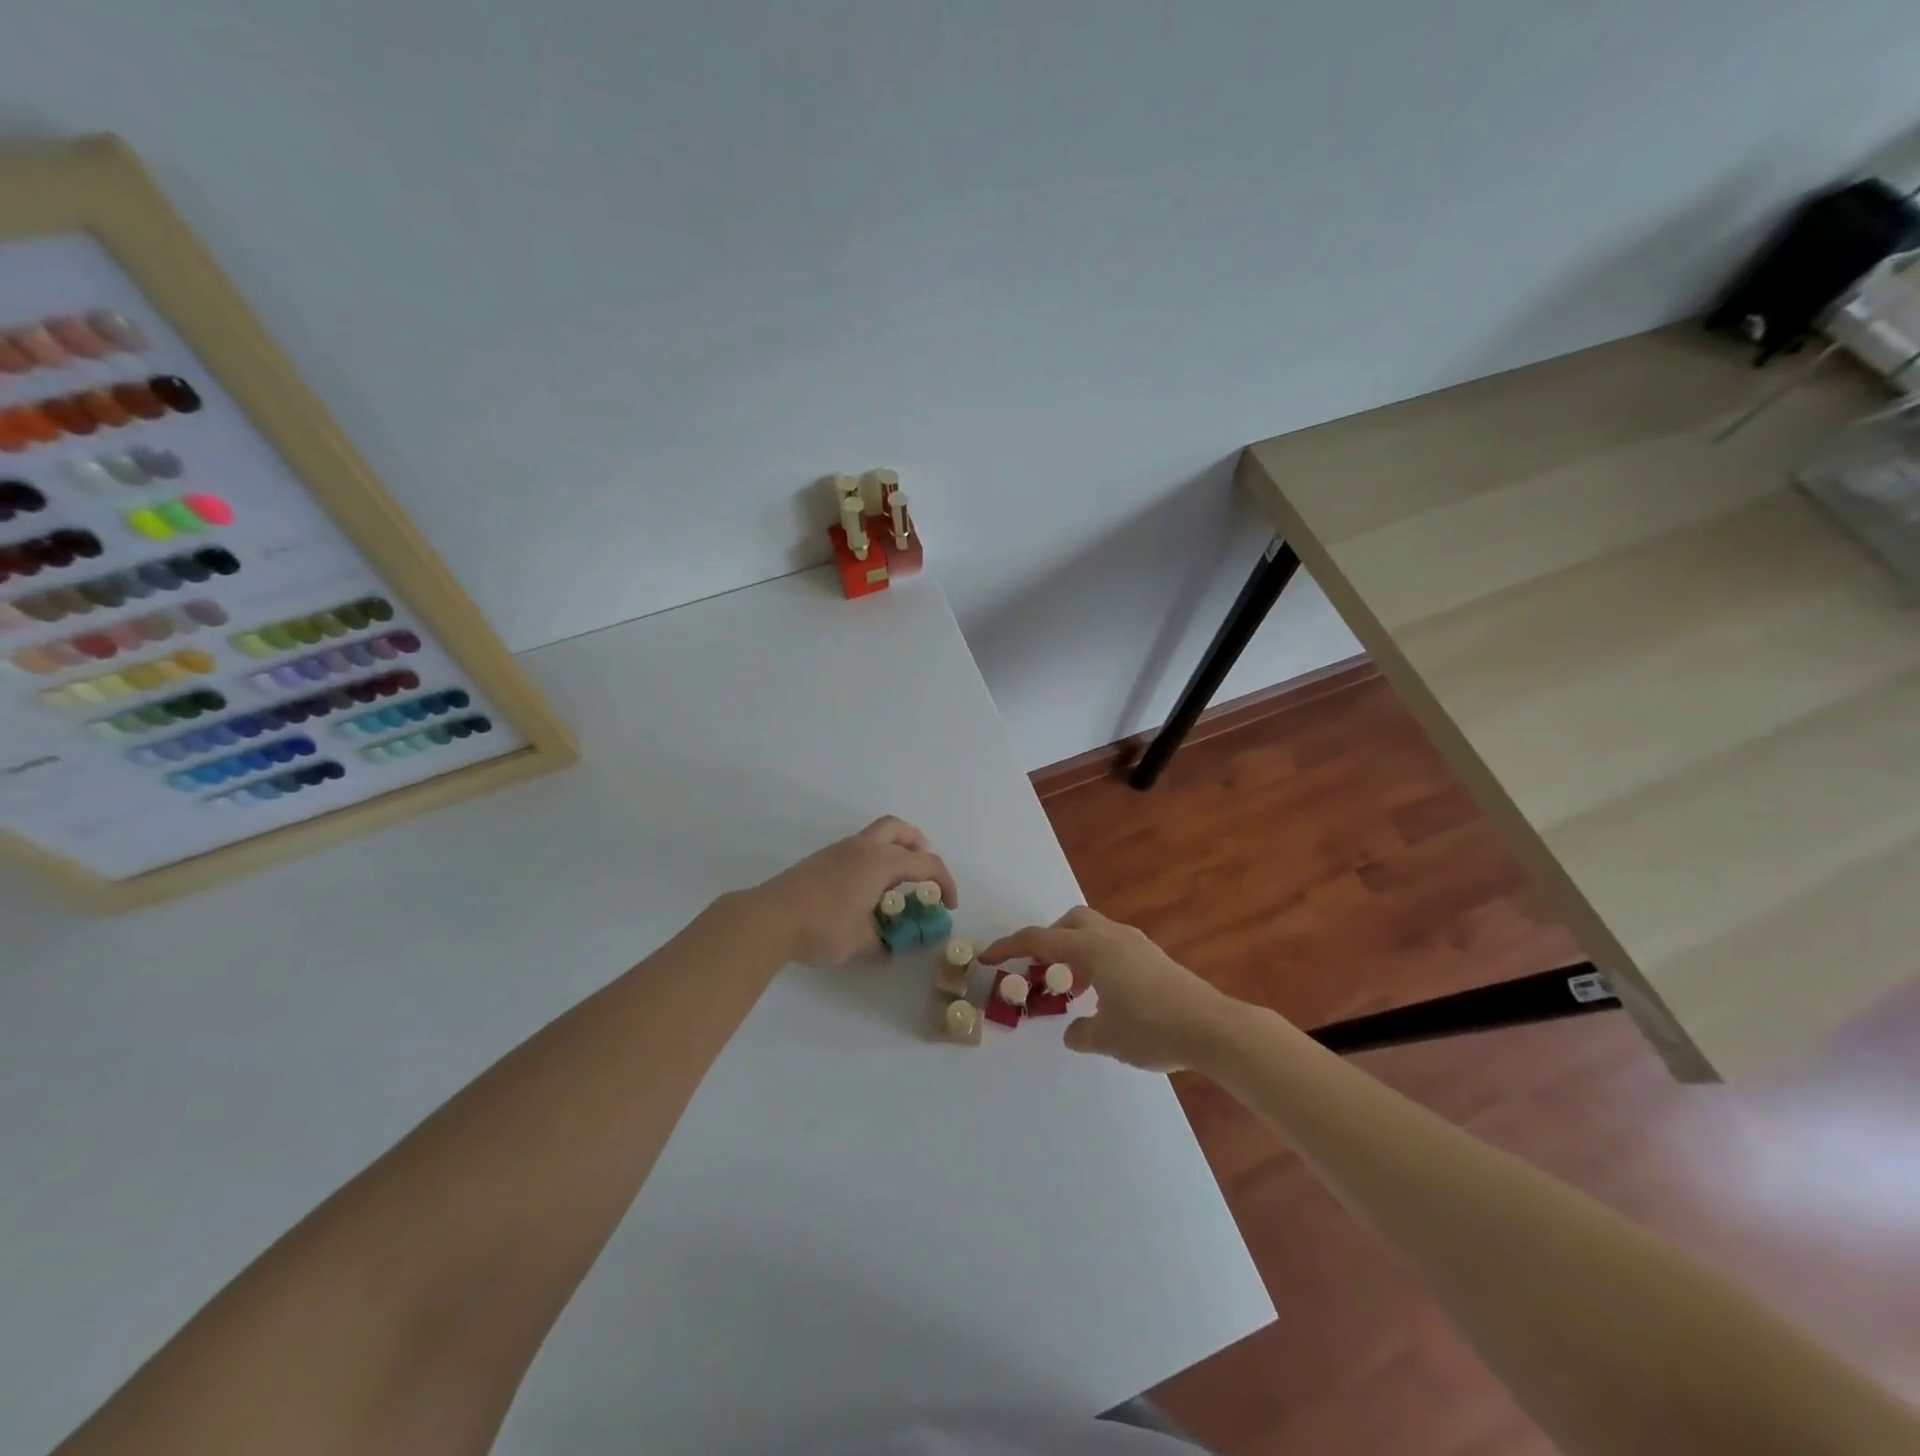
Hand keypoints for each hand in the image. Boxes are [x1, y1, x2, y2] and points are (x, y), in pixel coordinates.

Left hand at [744, 816, 958, 967]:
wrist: (769, 918)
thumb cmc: (822, 927)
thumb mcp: (861, 943)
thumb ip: (883, 943)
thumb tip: (891, 948)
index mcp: (881, 862)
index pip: (926, 863)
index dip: (945, 883)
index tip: (948, 905)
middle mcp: (863, 848)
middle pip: (899, 829)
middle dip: (918, 846)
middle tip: (923, 872)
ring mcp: (838, 851)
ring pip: (875, 836)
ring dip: (893, 851)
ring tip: (894, 884)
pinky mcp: (820, 859)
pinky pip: (857, 849)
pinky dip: (871, 860)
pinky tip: (865, 890)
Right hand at [981, 906, 1238, 1071]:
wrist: (1211, 1026)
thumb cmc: (1151, 1027)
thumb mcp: (1107, 1037)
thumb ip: (1082, 1032)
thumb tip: (1073, 1032)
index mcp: (1092, 949)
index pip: (1039, 940)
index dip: (1009, 947)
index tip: (988, 956)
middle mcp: (1112, 937)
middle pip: (1070, 922)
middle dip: (1049, 940)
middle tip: (1042, 970)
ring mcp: (1136, 944)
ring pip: (1094, 932)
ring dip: (1076, 951)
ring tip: (1074, 988)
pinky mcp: (1154, 957)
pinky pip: (1113, 946)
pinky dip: (1098, 960)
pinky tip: (1106, 994)